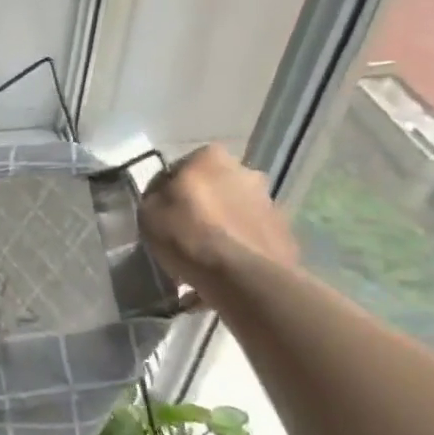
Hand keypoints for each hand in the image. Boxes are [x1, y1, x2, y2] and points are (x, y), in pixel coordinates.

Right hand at [139, 145, 297, 294]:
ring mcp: (269, 202)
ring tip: (205, 257)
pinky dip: (239, 247)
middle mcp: (244, 170)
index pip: (178, 170)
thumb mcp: (148, 213)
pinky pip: (251, 236)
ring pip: (234, 212)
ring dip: (222, 227)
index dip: (166, 193)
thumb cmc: (188, 236)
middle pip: (212, 188)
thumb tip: (164, 199)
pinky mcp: (285, 233)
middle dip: (201, 206)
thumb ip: (155, 198)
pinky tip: (224, 270)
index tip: (160, 215)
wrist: (244, 278)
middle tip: (185, 233)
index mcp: (209, 156)